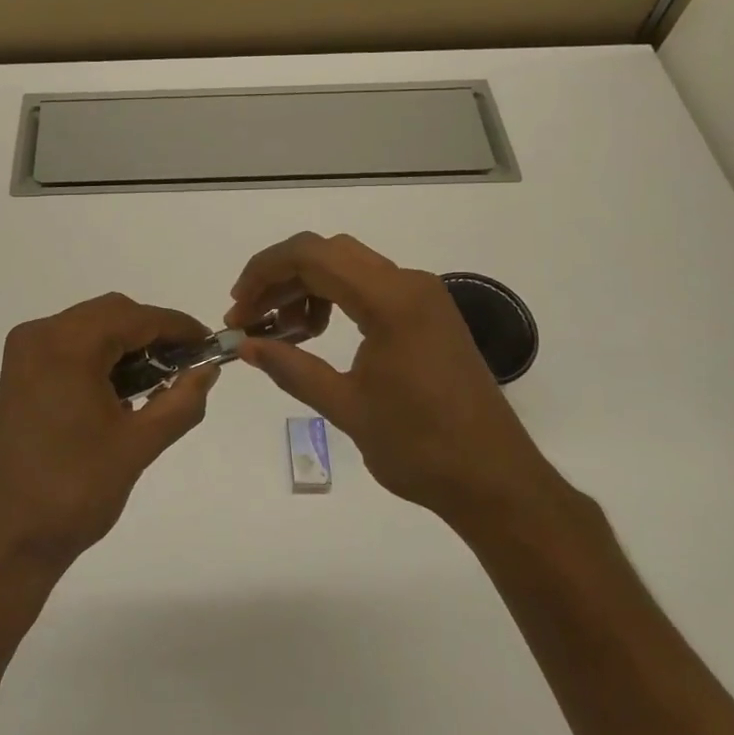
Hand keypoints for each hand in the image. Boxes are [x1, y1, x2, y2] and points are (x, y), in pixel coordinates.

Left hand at [0, 293, 219, 580]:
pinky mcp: (19, 375)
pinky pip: (69, 346)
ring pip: (90, 327)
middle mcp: (39, 335)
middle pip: (111, 314)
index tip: (211, 343)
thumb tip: (208, 370)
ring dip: (127, 344)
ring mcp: (24, 354)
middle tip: (188, 364)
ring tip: (161, 379)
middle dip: (153, 333)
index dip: (177, 326)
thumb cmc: (74, 491)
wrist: (4, 540)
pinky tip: (124, 389)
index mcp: (66, 345)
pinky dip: (101, 357)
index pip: (135, 317)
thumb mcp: (138, 445)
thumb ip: (181, 401)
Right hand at [227, 232, 554, 519]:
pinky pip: (370, 287)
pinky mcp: (428, 313)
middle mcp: (409, 284)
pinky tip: (316, 334)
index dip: (264, 272)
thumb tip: (245, 346)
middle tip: (250, 318)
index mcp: (391, 300)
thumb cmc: (420, 447)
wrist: (495, 480)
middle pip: (328, 253)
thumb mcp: (346, 407)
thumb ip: (291, 368)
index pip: (312, 256)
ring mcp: (423, 297)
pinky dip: (334, 299)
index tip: (237, 307)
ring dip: (306, 289)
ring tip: (280, 331)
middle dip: (281, 278)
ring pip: (348, 267)